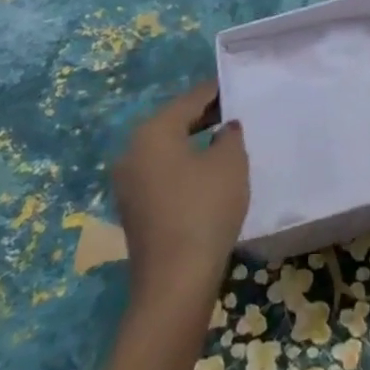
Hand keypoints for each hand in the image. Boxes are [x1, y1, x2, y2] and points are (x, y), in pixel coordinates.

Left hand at [111, 81, 250, 301]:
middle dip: (205, 116)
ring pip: (167, 148)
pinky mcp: (133, 208)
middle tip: (238, 113)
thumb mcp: (231, 162)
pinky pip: (162, 171)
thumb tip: (224, 129)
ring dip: (194, 142)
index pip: (191, 98)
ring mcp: (128, 182)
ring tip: (227, 141)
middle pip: (174, 121)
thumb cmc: (205, 208)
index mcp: (153, 131)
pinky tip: (209, 173)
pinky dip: (184, 165)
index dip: (218, 91)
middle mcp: (132, 150)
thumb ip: (230, 134)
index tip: (241, 88)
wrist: (176, 281)